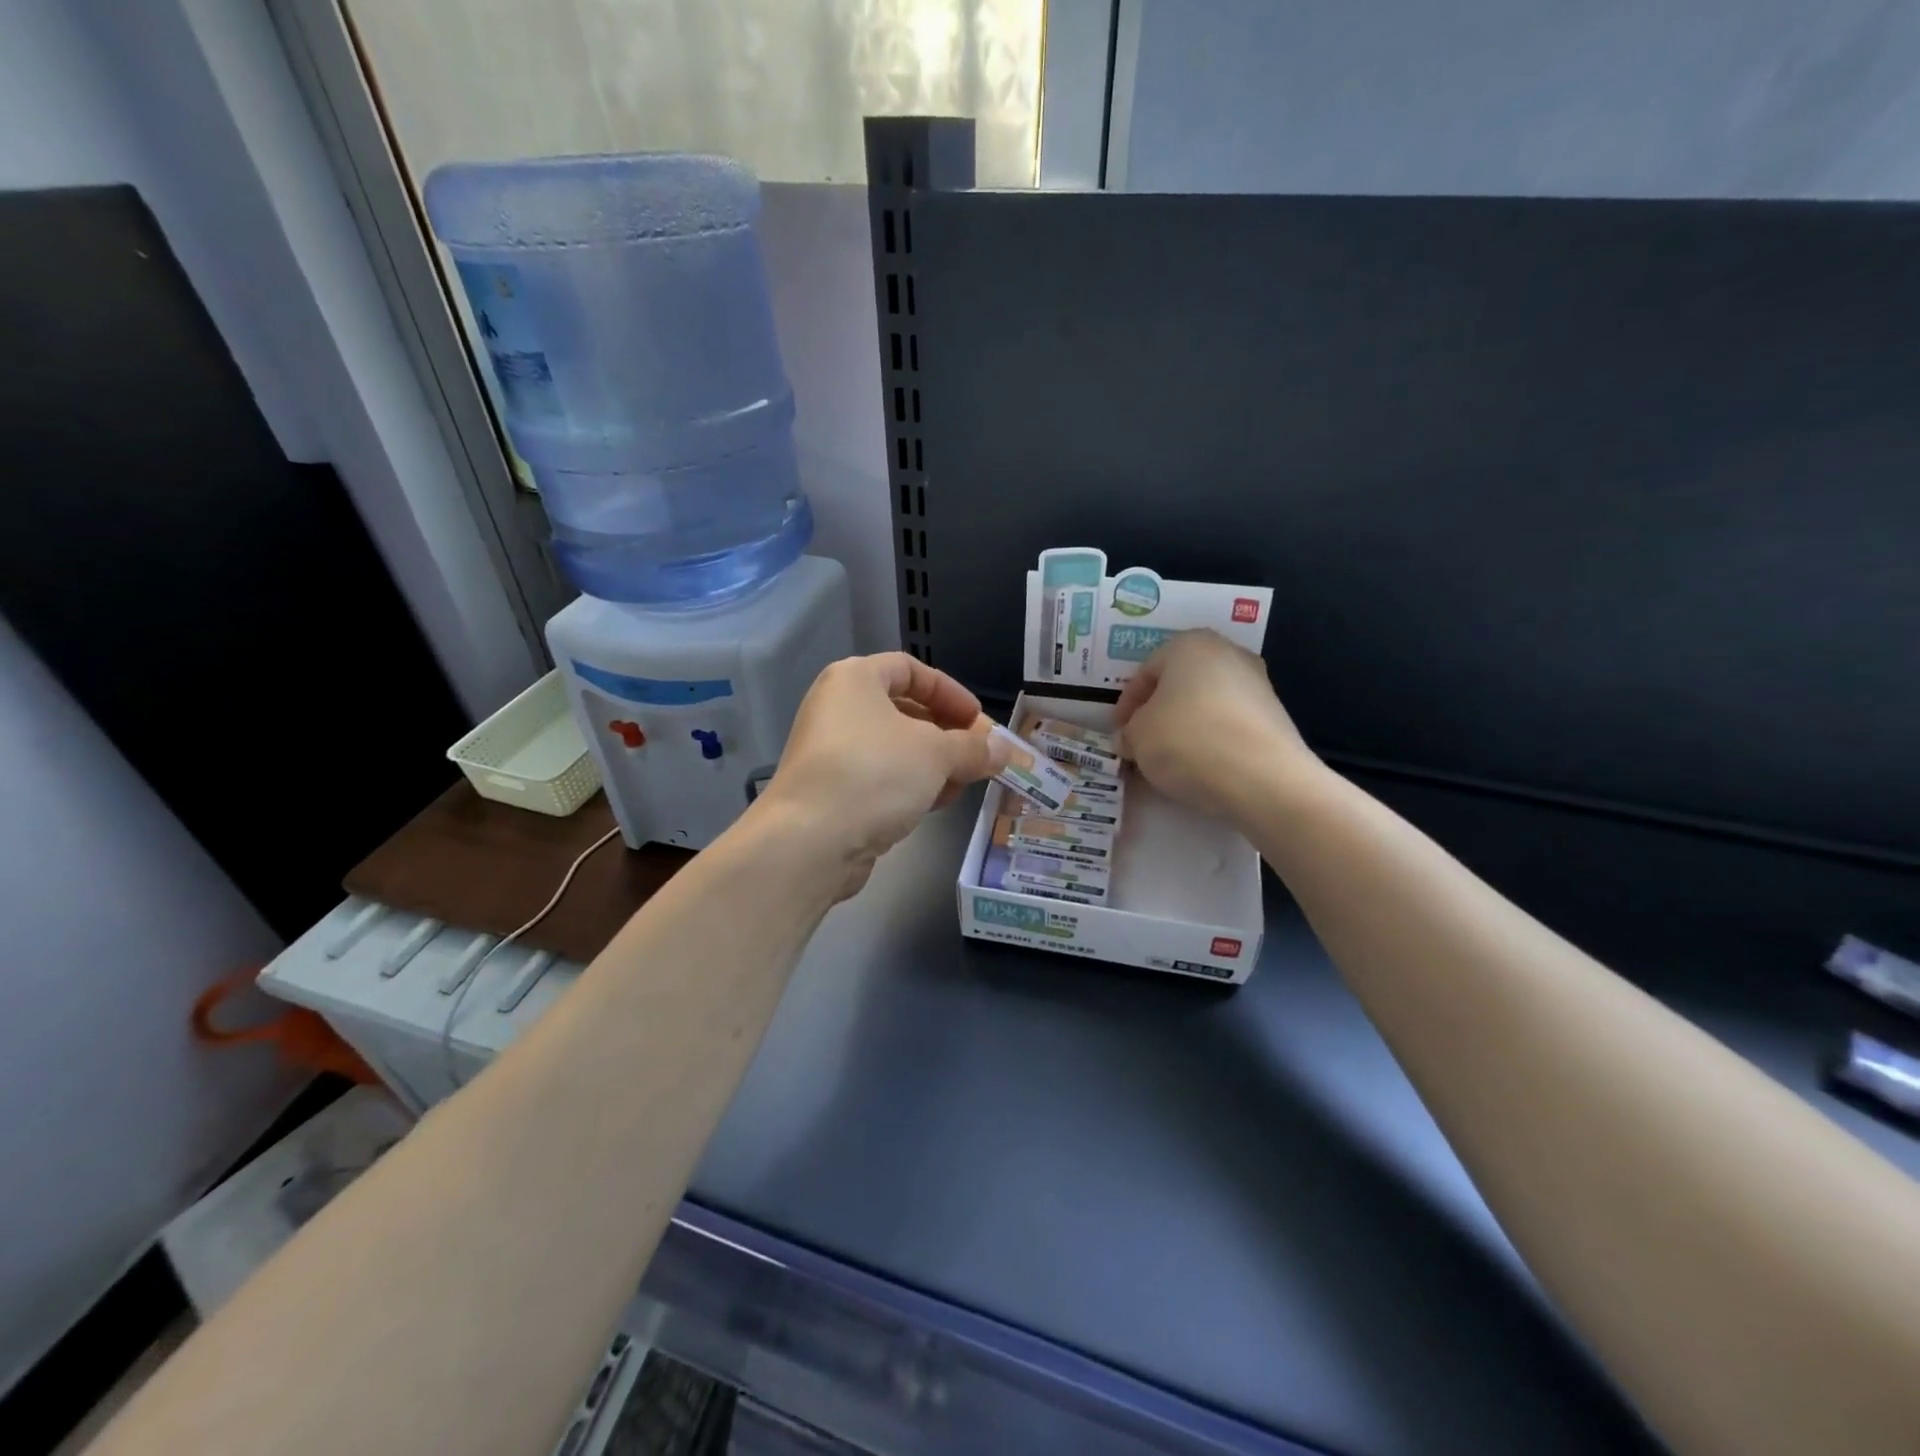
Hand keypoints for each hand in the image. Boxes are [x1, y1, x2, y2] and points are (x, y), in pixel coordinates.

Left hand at [755, 653, 1008, 899]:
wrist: (810, 840)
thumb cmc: (874, 774)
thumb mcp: (936, 754)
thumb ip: (974, 748)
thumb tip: (1004, 749)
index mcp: (855, 679)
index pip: (911, 669)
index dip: (950, 692)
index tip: (978, 721)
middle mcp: (838, 708)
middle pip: (904, 710)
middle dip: (947, 734)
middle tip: (978, 756)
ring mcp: (831, 752)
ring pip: (894, 748)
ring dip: (933, 764)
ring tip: (963, 784)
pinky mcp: (831, 791)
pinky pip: (880, 777)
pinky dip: (909, 785)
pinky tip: (934, 804)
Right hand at [1115, 630, 1313, 820]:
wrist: (1263, 777)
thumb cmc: (1188, 740)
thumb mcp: (1138, 737)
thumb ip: (1129, 732)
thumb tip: (1132, 739)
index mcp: (1190, 645)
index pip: (1146, 671)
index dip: (1126, 704)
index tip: (1118, 731)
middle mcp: (1228, 653)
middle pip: (1179, 683)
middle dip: (1158, 711)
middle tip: (1141, 740)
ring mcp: (1258, 684)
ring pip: (1206, 703)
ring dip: (1184, 726)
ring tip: (1169, 758)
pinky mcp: (1275, 717)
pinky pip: (1229, 723)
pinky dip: (1211, 739)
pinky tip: (1201, 765)